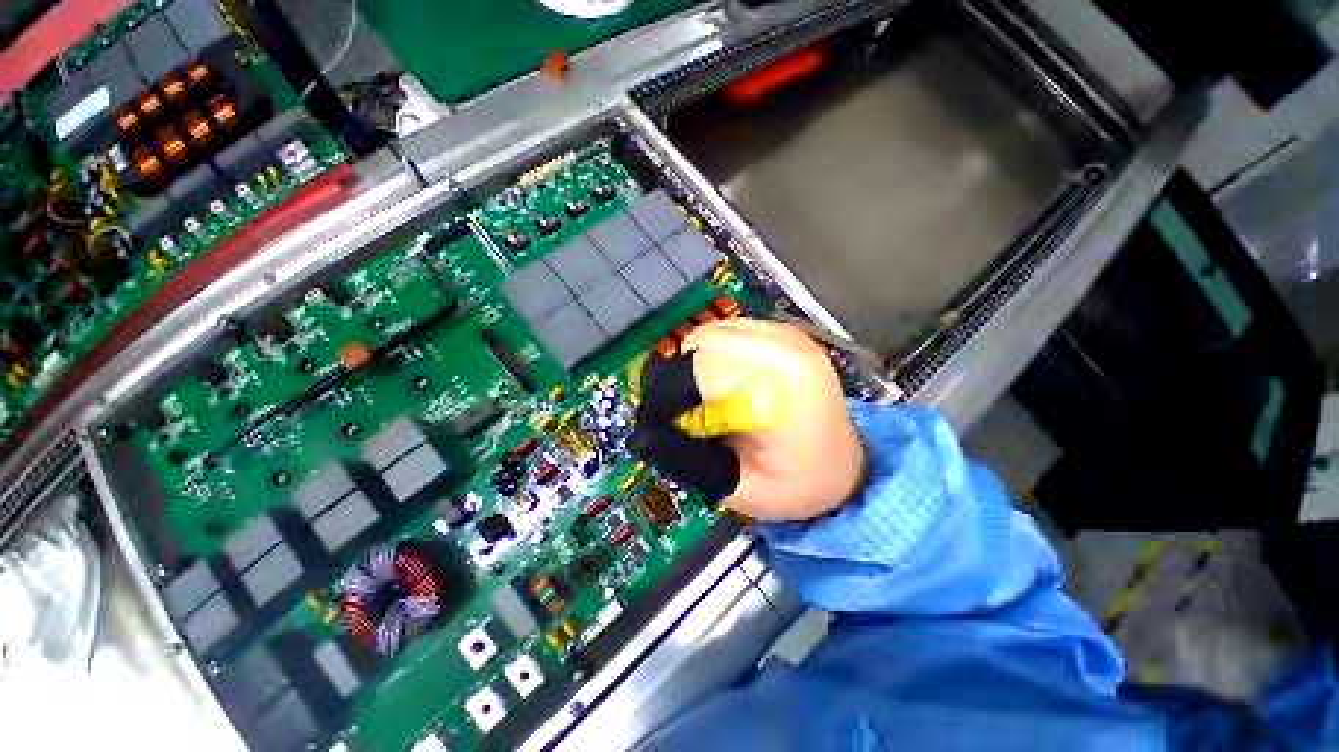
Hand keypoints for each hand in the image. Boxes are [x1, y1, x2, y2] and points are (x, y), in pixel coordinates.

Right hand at [630, 318, 864, 520]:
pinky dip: (715, 355)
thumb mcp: (739, 489)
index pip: (702, 367)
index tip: (664, 424)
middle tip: (687, 415)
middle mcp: (786, 345)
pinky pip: (729, 332)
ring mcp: (787, 333)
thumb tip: (643, 435)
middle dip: (683, 380)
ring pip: (711, 333)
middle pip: (702, 343)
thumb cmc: (797, 485)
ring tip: (709, 400)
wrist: (842, 467)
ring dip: (698, 366)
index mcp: (782, 381)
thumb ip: (688, 462)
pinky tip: (726, 383)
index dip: (671, 395)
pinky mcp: (783, 332)